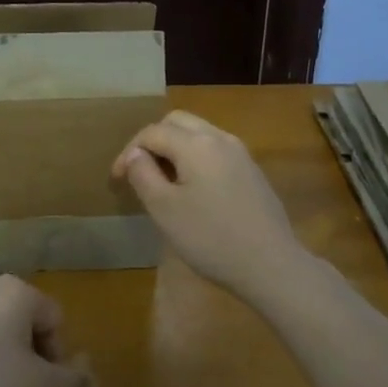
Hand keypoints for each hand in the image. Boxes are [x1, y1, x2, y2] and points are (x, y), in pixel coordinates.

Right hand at [111, 110, 308, 299]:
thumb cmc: (210, 238)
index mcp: (196, 144)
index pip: (152, 132)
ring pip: (199, 134)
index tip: (116, 180)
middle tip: (139, 171)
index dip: (129, 151)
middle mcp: (220, 138)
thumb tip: (135, 154)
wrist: (270, 264)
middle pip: (178, 122)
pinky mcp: (252, 171)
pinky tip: (192, 189)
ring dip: (175, 147)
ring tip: (162, 179)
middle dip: (153, 140)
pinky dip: (195, 157)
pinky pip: (215, 150)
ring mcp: (241, 153)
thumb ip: (143, 175)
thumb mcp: (164, 209)